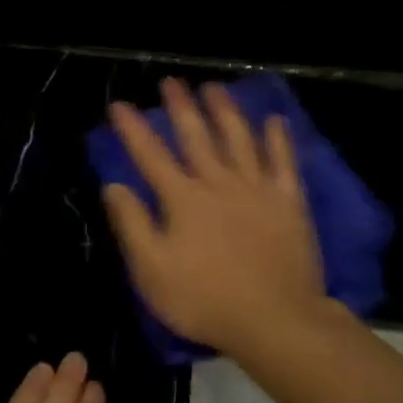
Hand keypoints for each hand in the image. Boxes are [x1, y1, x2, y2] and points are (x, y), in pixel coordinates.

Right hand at [102, 80, 328, 357]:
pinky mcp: (288, 202)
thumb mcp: (152, 270)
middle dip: (181, 107)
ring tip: (214, 88)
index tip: (119, 105)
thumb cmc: (204, 300)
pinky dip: (278, 140)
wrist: (274, 319)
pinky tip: (274, 121)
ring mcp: (257, 189)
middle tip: (172, 82)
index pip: (151, 155)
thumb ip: (132, 224)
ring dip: (225, 111)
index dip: (133, 129)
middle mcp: (218, 183)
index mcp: (183, 199)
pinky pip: (284, 162)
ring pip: (239, 139)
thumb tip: (114, 185)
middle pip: (196, 137)